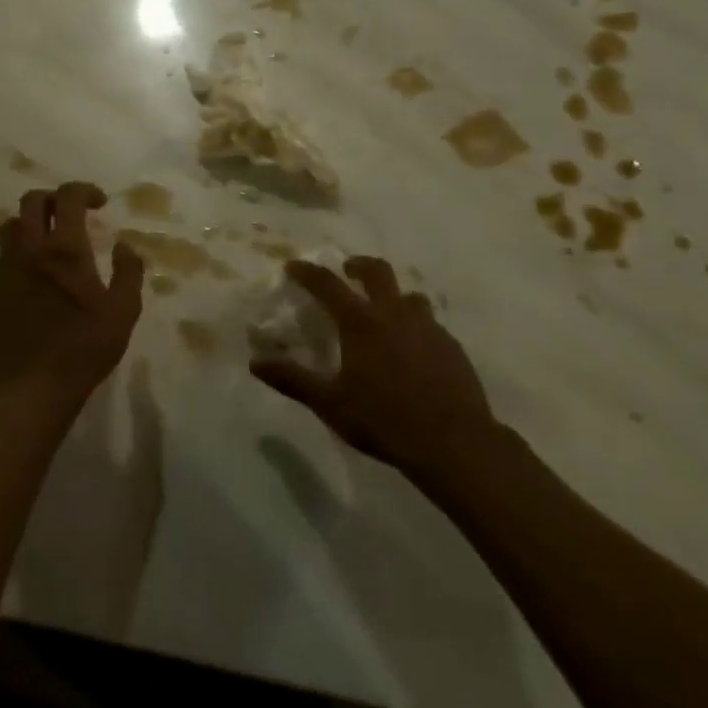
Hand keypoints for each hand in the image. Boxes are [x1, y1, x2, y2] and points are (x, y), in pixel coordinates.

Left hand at [0, 182, 145, 405]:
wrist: (34, 387)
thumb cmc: (84, 349)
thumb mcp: (124, 311)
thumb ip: (129, 271)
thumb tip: (124, 244)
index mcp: (66, 250)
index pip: (69, 196)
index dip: (85, 190)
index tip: (100, 204)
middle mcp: (30, 249)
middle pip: (32, 200)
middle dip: (55, 199)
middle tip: (72, 215)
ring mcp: (3, 268)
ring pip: (10, 226)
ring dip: (30, 224)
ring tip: (47, 241)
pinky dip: (8, 256)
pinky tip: (21, 272)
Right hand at [251, 256, 495, 482]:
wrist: (453, 442)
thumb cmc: (384, 420)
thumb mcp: (330, 403)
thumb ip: (292, 379)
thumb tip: (255, 362)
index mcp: (361, 323)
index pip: (328, 285)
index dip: (308, 273)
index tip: (294, 266)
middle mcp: (395, 315)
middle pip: (378, 272)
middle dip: (359, 265)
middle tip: (348, 270)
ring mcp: (429, 328)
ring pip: (410, 296)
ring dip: (393, 296)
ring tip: (384, 312)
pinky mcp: (452, 347)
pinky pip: (430, 324)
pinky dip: (416, 326)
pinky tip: (413, 350)